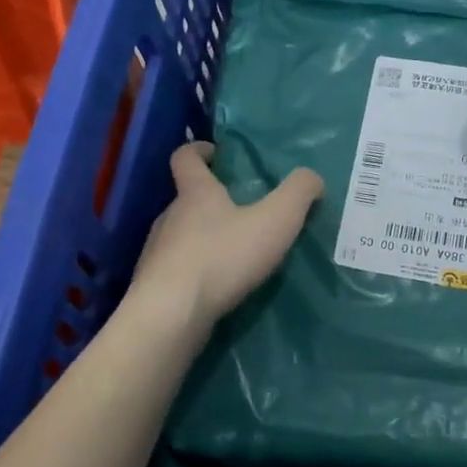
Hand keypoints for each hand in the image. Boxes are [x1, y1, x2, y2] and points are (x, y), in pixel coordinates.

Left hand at [132, 143, 322, 331]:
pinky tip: (217, 288)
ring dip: (203, 239)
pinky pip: (177, 271)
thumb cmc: (223, 257)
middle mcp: (170, 217)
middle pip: (186, 199)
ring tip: (234, 255)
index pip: (185, 157)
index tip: (216, 152)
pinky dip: (196, 273)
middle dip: (211, 202)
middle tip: (241, 211)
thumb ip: (298, 194)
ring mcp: (157, 254)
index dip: (198, 150)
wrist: (170, 317)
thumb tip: (312, 177)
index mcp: (195, 194)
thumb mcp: (276, 220)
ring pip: (180, 236)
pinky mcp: (154, 287)